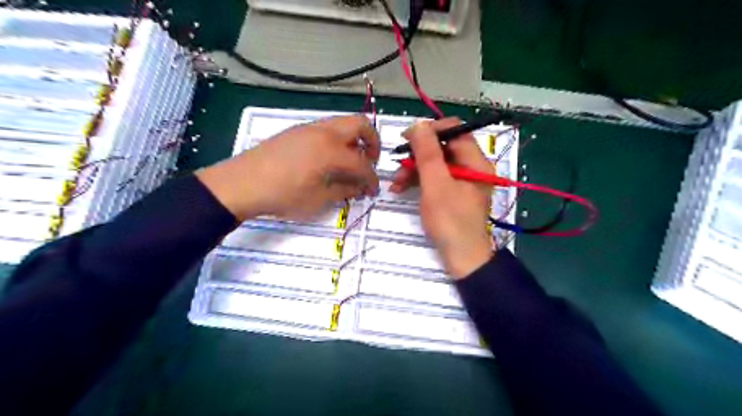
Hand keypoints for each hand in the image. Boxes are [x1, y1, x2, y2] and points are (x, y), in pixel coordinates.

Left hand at [196, 115, 378, 219]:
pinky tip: (328, 159)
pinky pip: (327, 128)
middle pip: (361, 124)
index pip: (363, 163)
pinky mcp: (297, 130)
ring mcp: (309, 128)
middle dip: (373, 142)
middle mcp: (324, 132)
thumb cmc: (281, 195)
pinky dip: (338, 139)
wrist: (240, 184)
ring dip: (354, 140)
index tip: (373, 190)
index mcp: (331, 151)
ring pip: (343, 123)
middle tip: (369, 162)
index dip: (373, 178)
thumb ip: (344, 190)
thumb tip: (360, 187)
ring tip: (349, 162)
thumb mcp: (317, 199)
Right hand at [394, 116, 490, 279]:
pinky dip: (419, 181)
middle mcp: (472, 167)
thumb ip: (428, 153)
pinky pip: (435, 179)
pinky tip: (401, 189)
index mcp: (476, 161)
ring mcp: (463, 181)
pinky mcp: (453, 194)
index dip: (430, 130)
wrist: (462, 258)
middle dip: (417, 155)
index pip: (455, 130)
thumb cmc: (450, 221)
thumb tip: (419, 125)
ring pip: (436, 164)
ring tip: (395, 183)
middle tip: (397, 164)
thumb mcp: (436, 184)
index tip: (407, 138)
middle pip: (443, 148)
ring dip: (414, 169)